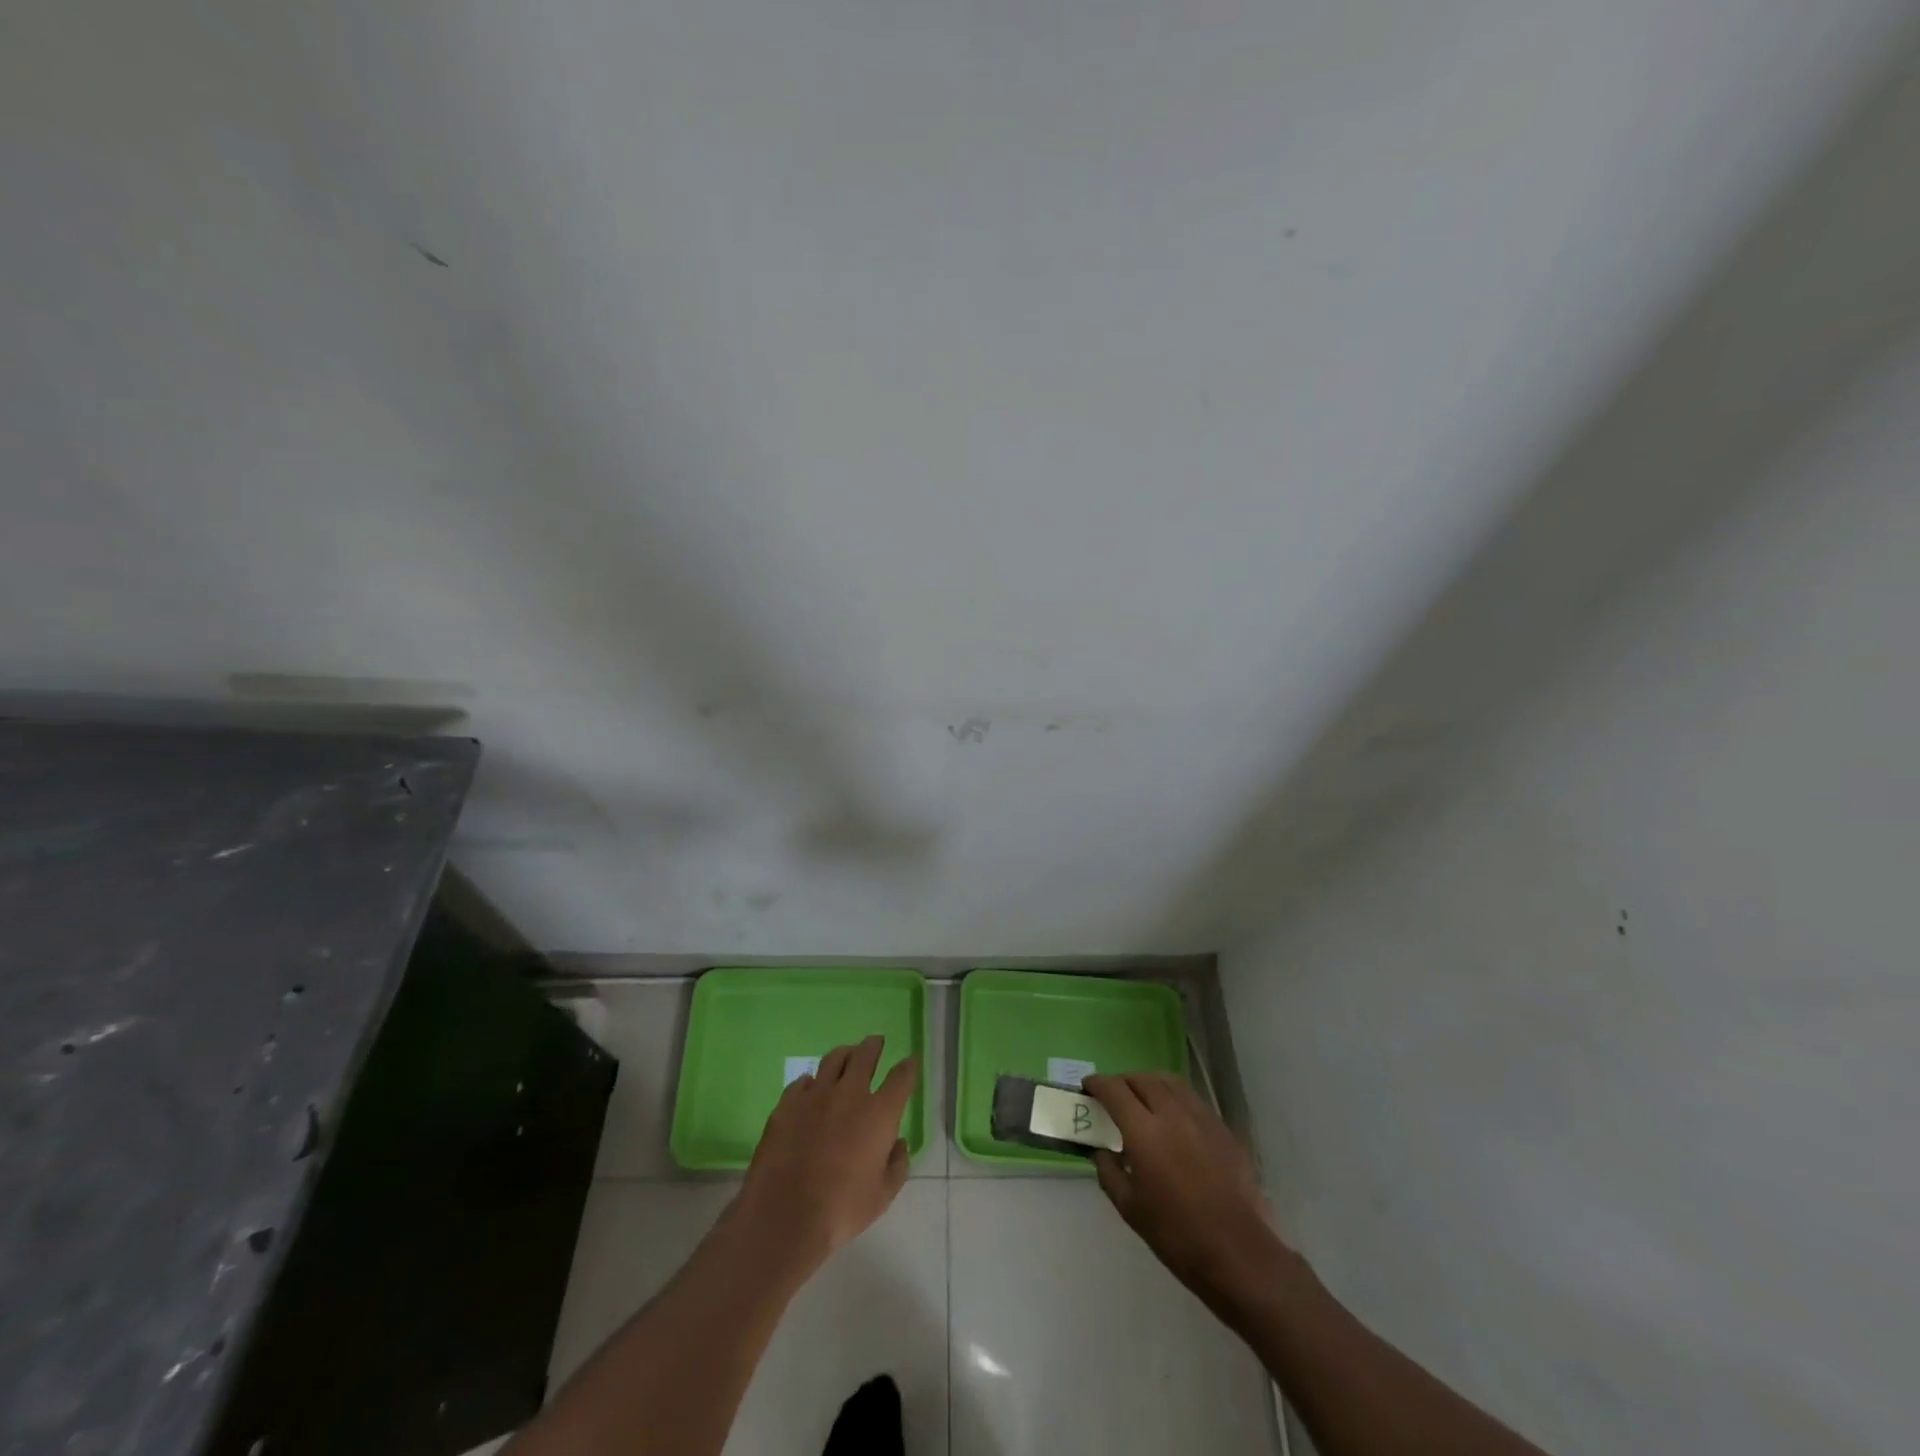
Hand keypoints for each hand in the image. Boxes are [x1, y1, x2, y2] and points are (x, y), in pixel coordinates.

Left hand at [735, 1036, 917, 1271]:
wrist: (785, 1215)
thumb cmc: (841, 1209)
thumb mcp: (882, 1196)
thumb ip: (897, 1165)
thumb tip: (898, 1143)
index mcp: (879, 1113)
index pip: (900, 1078)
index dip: (908, 1067)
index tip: (910, 1061)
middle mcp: (849, 1094)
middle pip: (865, 1055)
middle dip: (874, 1046)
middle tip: (876, 1042)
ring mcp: (815, 1095)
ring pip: (833, 1059)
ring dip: (844, 1054)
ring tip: (847, 1055)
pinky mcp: (787, 1103)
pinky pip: (802, 1081)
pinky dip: (811, 1082)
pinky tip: (811, 1089)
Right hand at [1082, 1072, 1288, 1312]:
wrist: (1237, 1253)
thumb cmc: (1176, 1235)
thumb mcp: (1130, 1208)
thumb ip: (1109, 1172)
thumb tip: (1101, 1151)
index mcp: (1144, 1132)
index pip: (1114, 1090)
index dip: (1097, 1084)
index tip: (1087, 1087)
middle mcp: (1171, 1114)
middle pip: (1142, 1079)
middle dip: (1122, 1081)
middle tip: (1113, 1096)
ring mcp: (1201, 1117)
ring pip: (1169, 1082)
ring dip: (1149, 1083)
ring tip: (1142, 1098)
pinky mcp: (1222, 1128)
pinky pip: (1192, 1099)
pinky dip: (1174, 1097)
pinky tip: (1173, 1118)